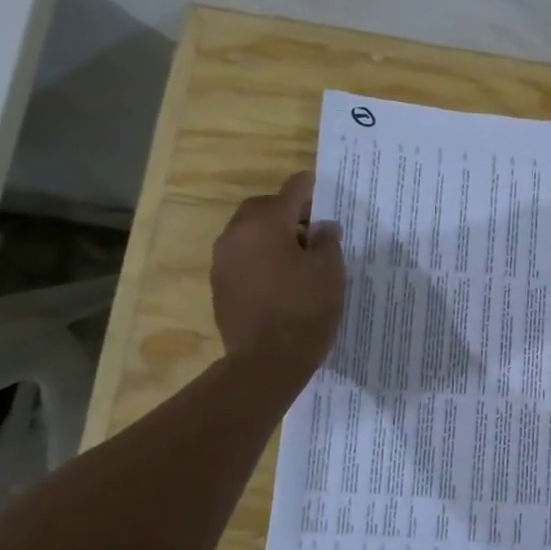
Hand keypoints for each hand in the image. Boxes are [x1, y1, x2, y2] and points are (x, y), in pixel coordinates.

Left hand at [211, 173, 344, 373]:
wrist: (266, 362)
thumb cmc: (305, 310)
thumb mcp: (330, 272)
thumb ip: (327, 241)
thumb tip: (322, 227)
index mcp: (265, 223)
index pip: (291, 191)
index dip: (310, 187)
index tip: (322, 188)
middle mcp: (236, 235)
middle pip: (263, 208)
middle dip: (287, 211)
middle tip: (312, 228)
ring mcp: (223, 262)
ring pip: (249, 233)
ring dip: (271, 235)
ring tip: (297, 255)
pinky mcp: (220, 286)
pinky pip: (242, 258)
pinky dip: (260, 258)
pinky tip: (279, 278)